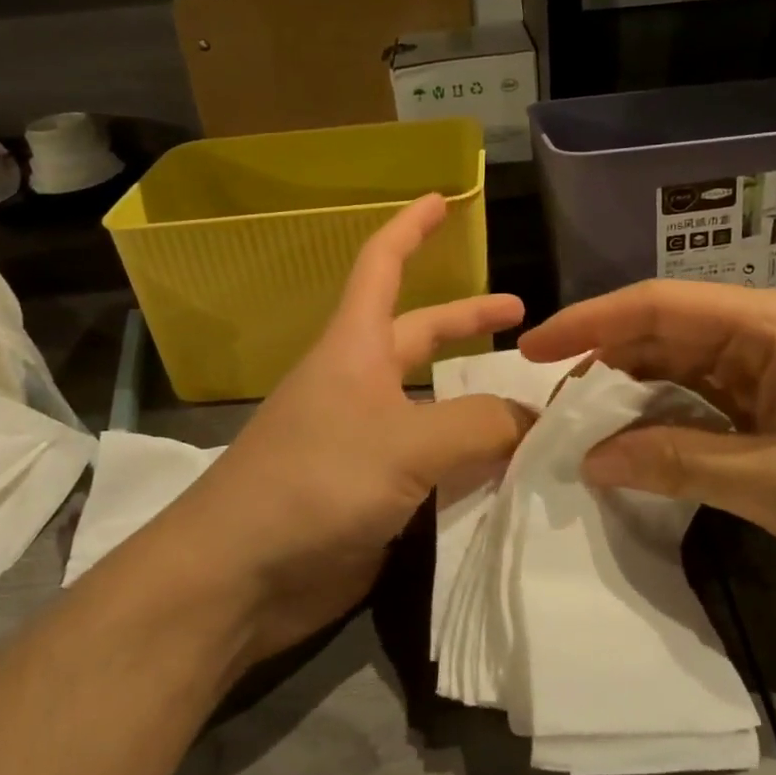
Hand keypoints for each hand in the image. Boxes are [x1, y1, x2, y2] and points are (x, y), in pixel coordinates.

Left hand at [166, 194, 532, 664]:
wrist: (240, 576)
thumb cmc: (313, 482)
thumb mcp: (404, 443)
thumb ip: (480, 424)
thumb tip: (535, 418)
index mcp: (355, 350)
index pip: (382, 266)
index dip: (411, 228)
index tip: (442, 198)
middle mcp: (359, 387)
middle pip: (420, 336)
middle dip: (468, 321)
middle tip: (525, 320)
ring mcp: (363, 442)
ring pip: (433, 406)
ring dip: (478, 402)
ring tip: (535, 406)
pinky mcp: (371, 493)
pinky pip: (431, 464)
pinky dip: (468, 461)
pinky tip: (508, 472)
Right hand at [518, 280, 775, 594]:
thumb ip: (678, 463)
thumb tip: (591, 461)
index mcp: (772, 323)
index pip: (658, 305)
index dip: (587, 323)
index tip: (531, 350)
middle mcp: (768, 329)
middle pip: (664, 329)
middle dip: (602, 360)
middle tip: (548, 402)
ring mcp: (775, 362)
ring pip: (681, 362)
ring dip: (630, 389)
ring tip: (578, 422)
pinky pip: (706, 394)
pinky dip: (666, 414)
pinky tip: (632, 437)